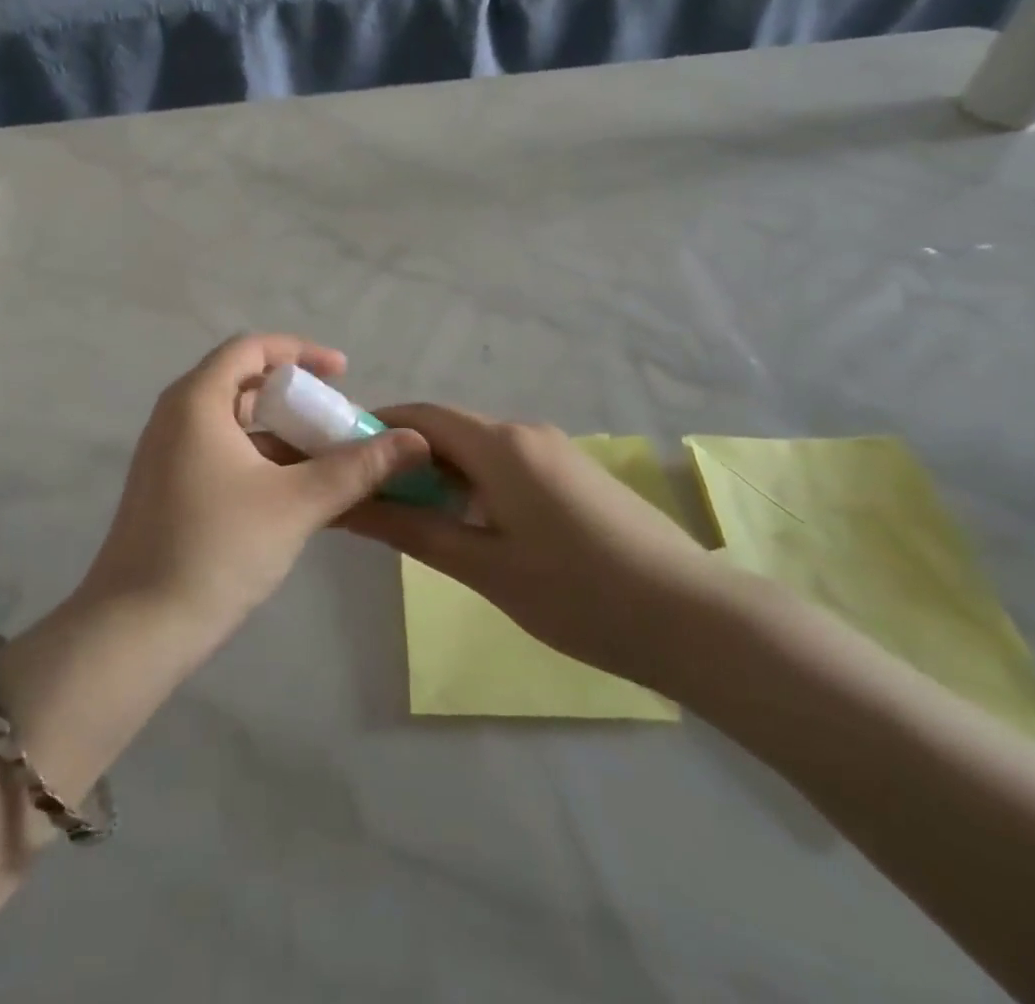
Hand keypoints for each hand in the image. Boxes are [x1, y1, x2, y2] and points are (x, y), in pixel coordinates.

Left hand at [79, 335, 430, 631]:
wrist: (138, 627)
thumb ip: (357, 467)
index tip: (343, 373)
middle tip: (337, 421)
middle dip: (295, 397)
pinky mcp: (166, 487)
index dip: (301, 352)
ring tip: (325, 460)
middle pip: (242, 382)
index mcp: (197, 401)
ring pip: (232, 422)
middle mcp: (175, 416)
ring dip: (280, 433)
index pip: (251, 347)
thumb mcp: (297, 504)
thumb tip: (415, 440)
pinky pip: (219, 451)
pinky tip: (292, 493)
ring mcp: (166, 453)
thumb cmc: (218, 548)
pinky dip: (258, 458)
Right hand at [343, 405, 724, 689]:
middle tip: (368, 498)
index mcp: (501, 445)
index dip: (375, 427)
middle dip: (403, 456)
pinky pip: (506, 465)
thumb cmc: (580, 593)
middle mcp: (526, 433)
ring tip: (410, 516)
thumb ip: (413, 529)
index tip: (340, 456)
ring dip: (439, 473)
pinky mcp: (574, 474)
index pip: (420, 416)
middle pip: (448, 430)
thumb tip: (349, 506)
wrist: (694, 619)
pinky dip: (473, 483)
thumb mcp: (485, 567)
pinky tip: (468, 524)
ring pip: (477, 449)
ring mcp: (555, 452)